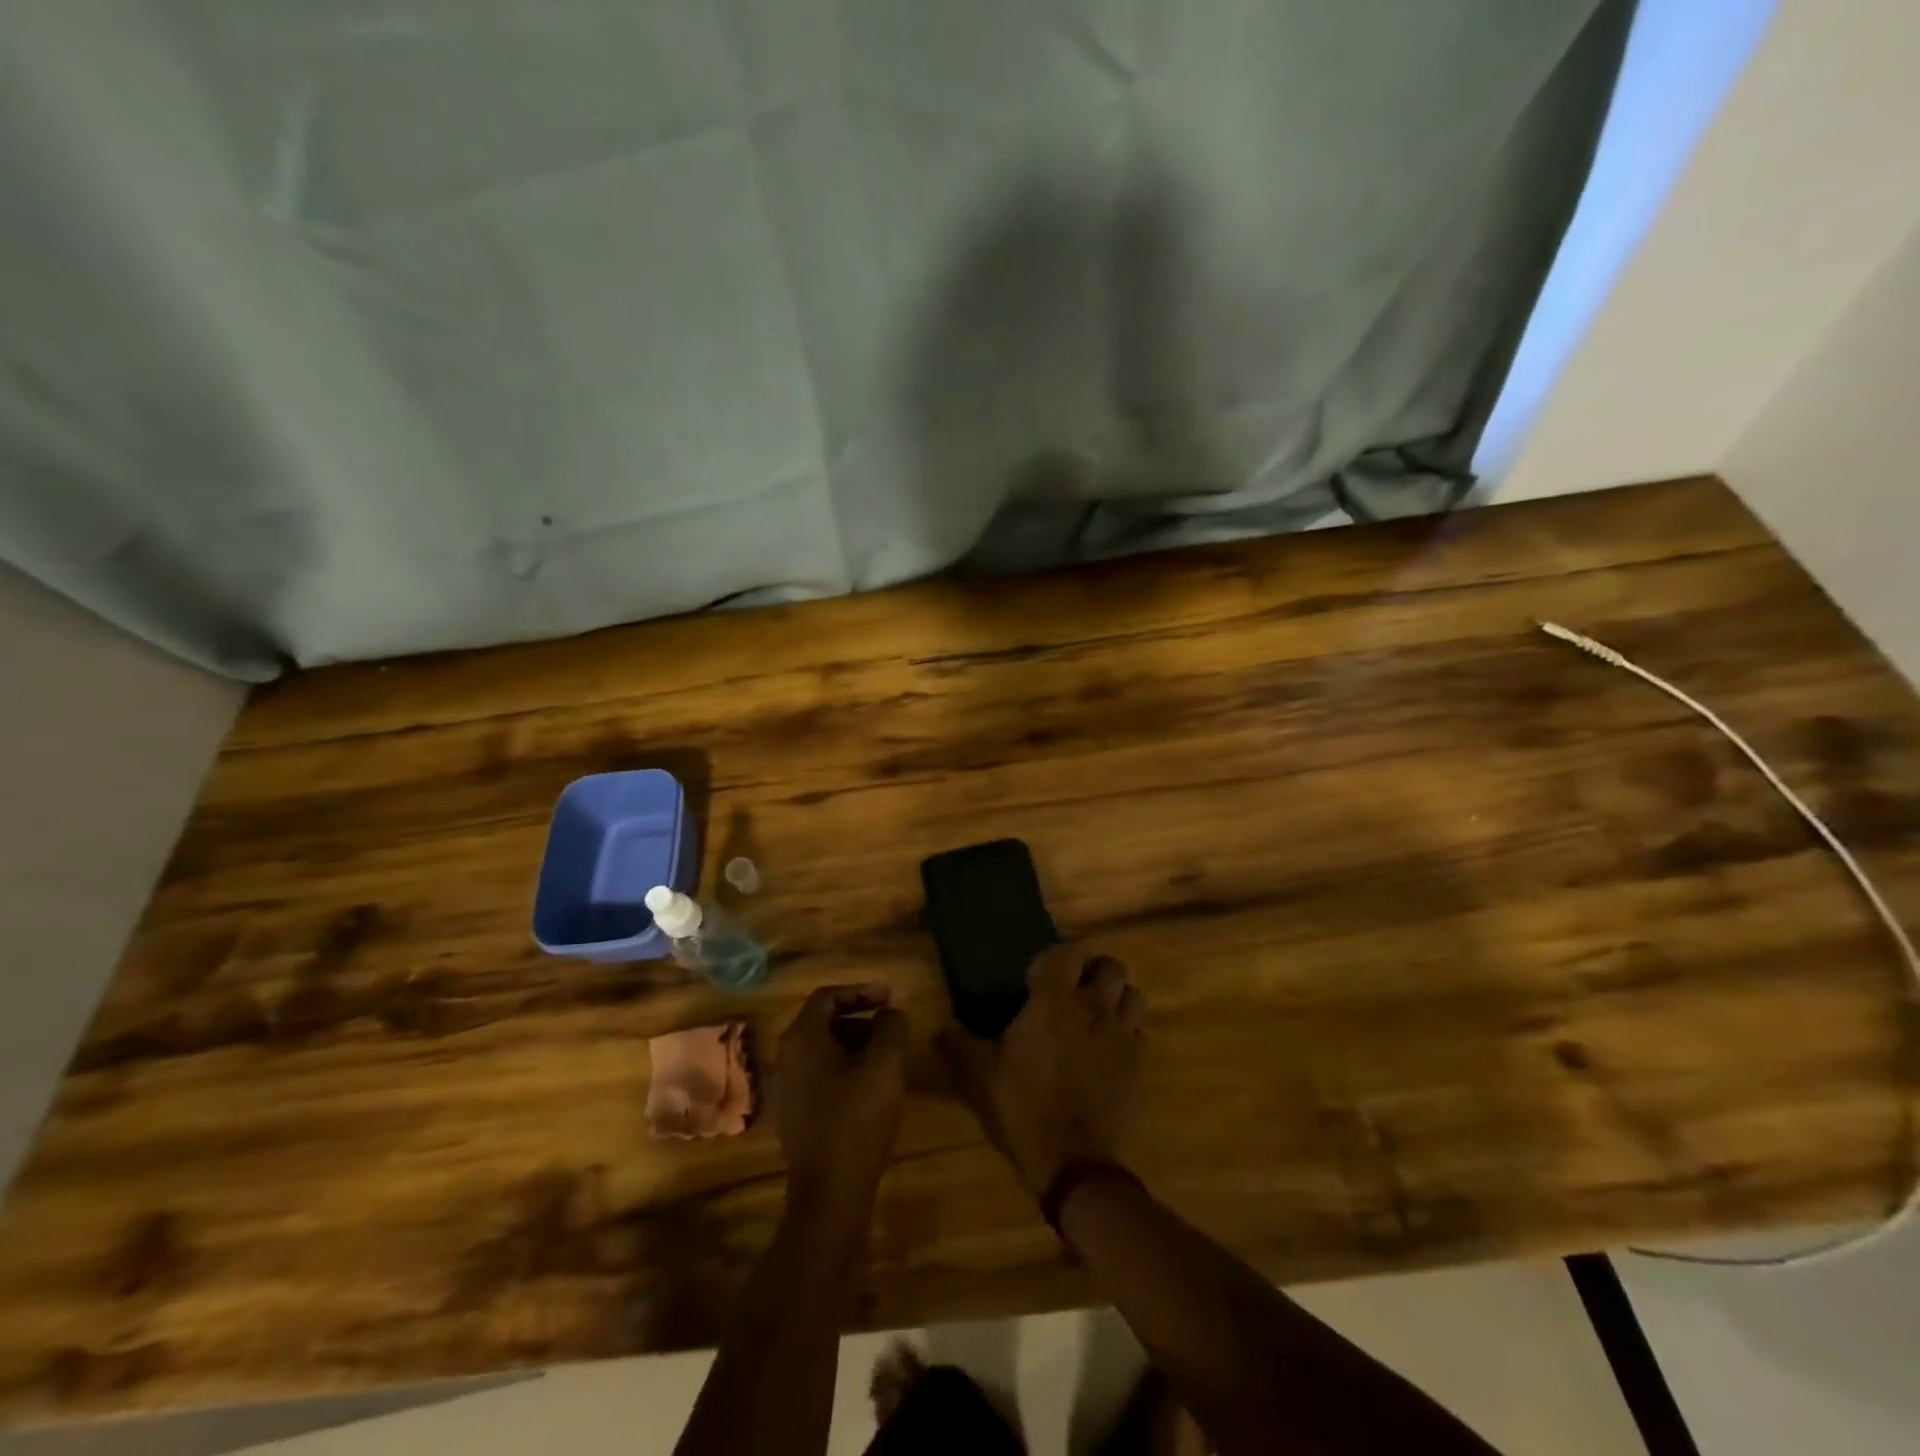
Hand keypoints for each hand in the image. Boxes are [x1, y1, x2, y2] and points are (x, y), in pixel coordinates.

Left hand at [772, 984, 908, 1213]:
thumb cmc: (857, 1118)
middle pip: (823, 1021)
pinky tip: (870, 1087)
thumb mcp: (885, 1064)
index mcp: (802, 1038)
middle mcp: (786, 1057)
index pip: (827, 997)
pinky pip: (819, 1075)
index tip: (890, 997)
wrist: (829, 1192)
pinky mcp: (794, 1113)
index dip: (861, 991)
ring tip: (886, 1057)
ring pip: (822, 1050)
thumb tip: (890, 1013)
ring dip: (854, 1044)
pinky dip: (844, 1068)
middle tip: (890, 1027)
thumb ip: (891, 1026)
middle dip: (859, 1018)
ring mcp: (786, 1087)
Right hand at [941, 944, 1143, 1196]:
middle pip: (1112, 966)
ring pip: (1133, 995)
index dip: (1057, 955)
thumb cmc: (1023, 1108)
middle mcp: (1094, 1008)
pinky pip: (1139, 1032)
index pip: (1070, 951)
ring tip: (1096, 1013)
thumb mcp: (979, 1077)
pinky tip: (1108, 1048)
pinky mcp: (1139, 1065)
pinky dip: (1127, 1031)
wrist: (1074, 1163)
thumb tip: (943, 1030)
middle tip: (1073, 988)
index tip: (1039, 974)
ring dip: (1117, 997)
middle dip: (1094, 970)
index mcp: (1055, 1001)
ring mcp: (1122, 1036)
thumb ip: (960, 1046)